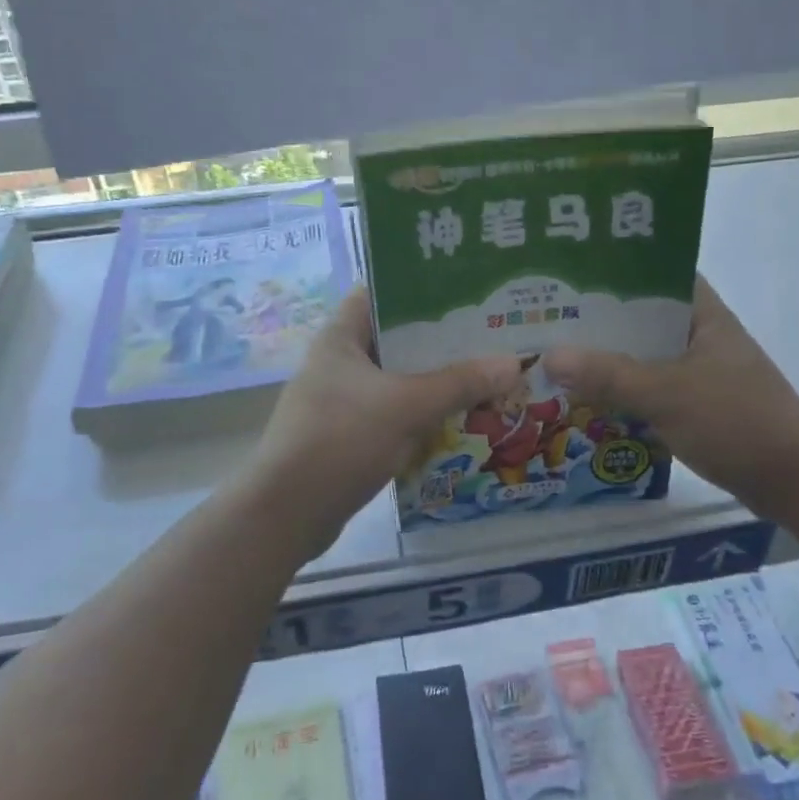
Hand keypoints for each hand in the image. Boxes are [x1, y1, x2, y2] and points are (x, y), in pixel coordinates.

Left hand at [248, 289, 519, 554]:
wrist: (286, 514)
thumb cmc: (341, 441)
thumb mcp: (406, 406)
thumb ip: (459, 383)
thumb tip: (513, 362)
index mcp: (341, 337)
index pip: (381, 293)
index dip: (420, 285)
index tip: (466, 289)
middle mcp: (339, 362)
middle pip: (397, 339)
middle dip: (442, 341)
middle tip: (491, 337)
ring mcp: (341, 400)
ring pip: (398, 380)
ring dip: (436, 382)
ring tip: (486, 376)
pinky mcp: (348, 435)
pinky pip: (393, 414)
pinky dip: (422, 415)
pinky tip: (459, 420)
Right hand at [543, 276, 798, 513]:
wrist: (795, 482)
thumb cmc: (737, 422)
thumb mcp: (668, 394)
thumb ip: (609, 375)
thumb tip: (550, 356)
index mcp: (704, 315)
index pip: (658, 274)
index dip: (618, 269)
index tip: (571, 272)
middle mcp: (702, 337)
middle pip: (643, 319)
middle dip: (600, 322)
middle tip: (548, 319)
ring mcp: (701, 374)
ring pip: (644, 358)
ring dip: (608, 361)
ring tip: (557, 357)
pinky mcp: (698, 407)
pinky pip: (651, 390)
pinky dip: (623, 393)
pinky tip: (588, 400)